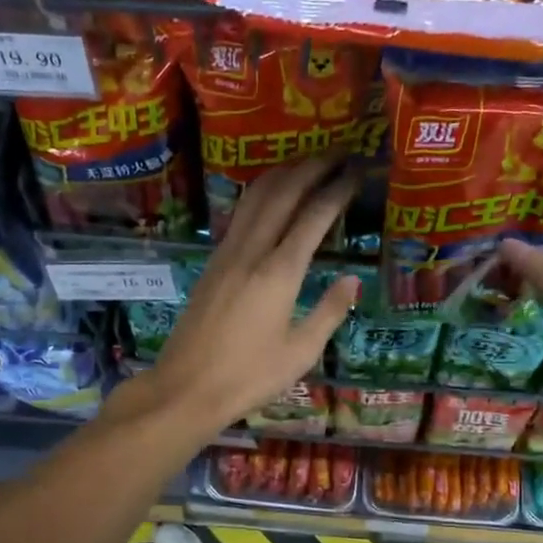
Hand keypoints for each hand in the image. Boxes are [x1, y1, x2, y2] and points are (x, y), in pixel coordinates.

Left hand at [132, 156, 358, 438]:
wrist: (185, 388)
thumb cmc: (249, 377)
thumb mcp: (300, 352)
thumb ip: (329, 312)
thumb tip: (352, 279)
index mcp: (278, 273)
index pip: (313, 216)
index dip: (337, 190)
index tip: (357, 172)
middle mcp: (251, 252)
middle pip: (282, 193)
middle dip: (311, 167)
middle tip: (337, 154)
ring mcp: (226, 254)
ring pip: (255, 197)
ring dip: (283, 174)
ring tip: (308, 164)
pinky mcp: (212, 263)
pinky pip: (240, 214)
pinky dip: (261, 194)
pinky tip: (272, 196)